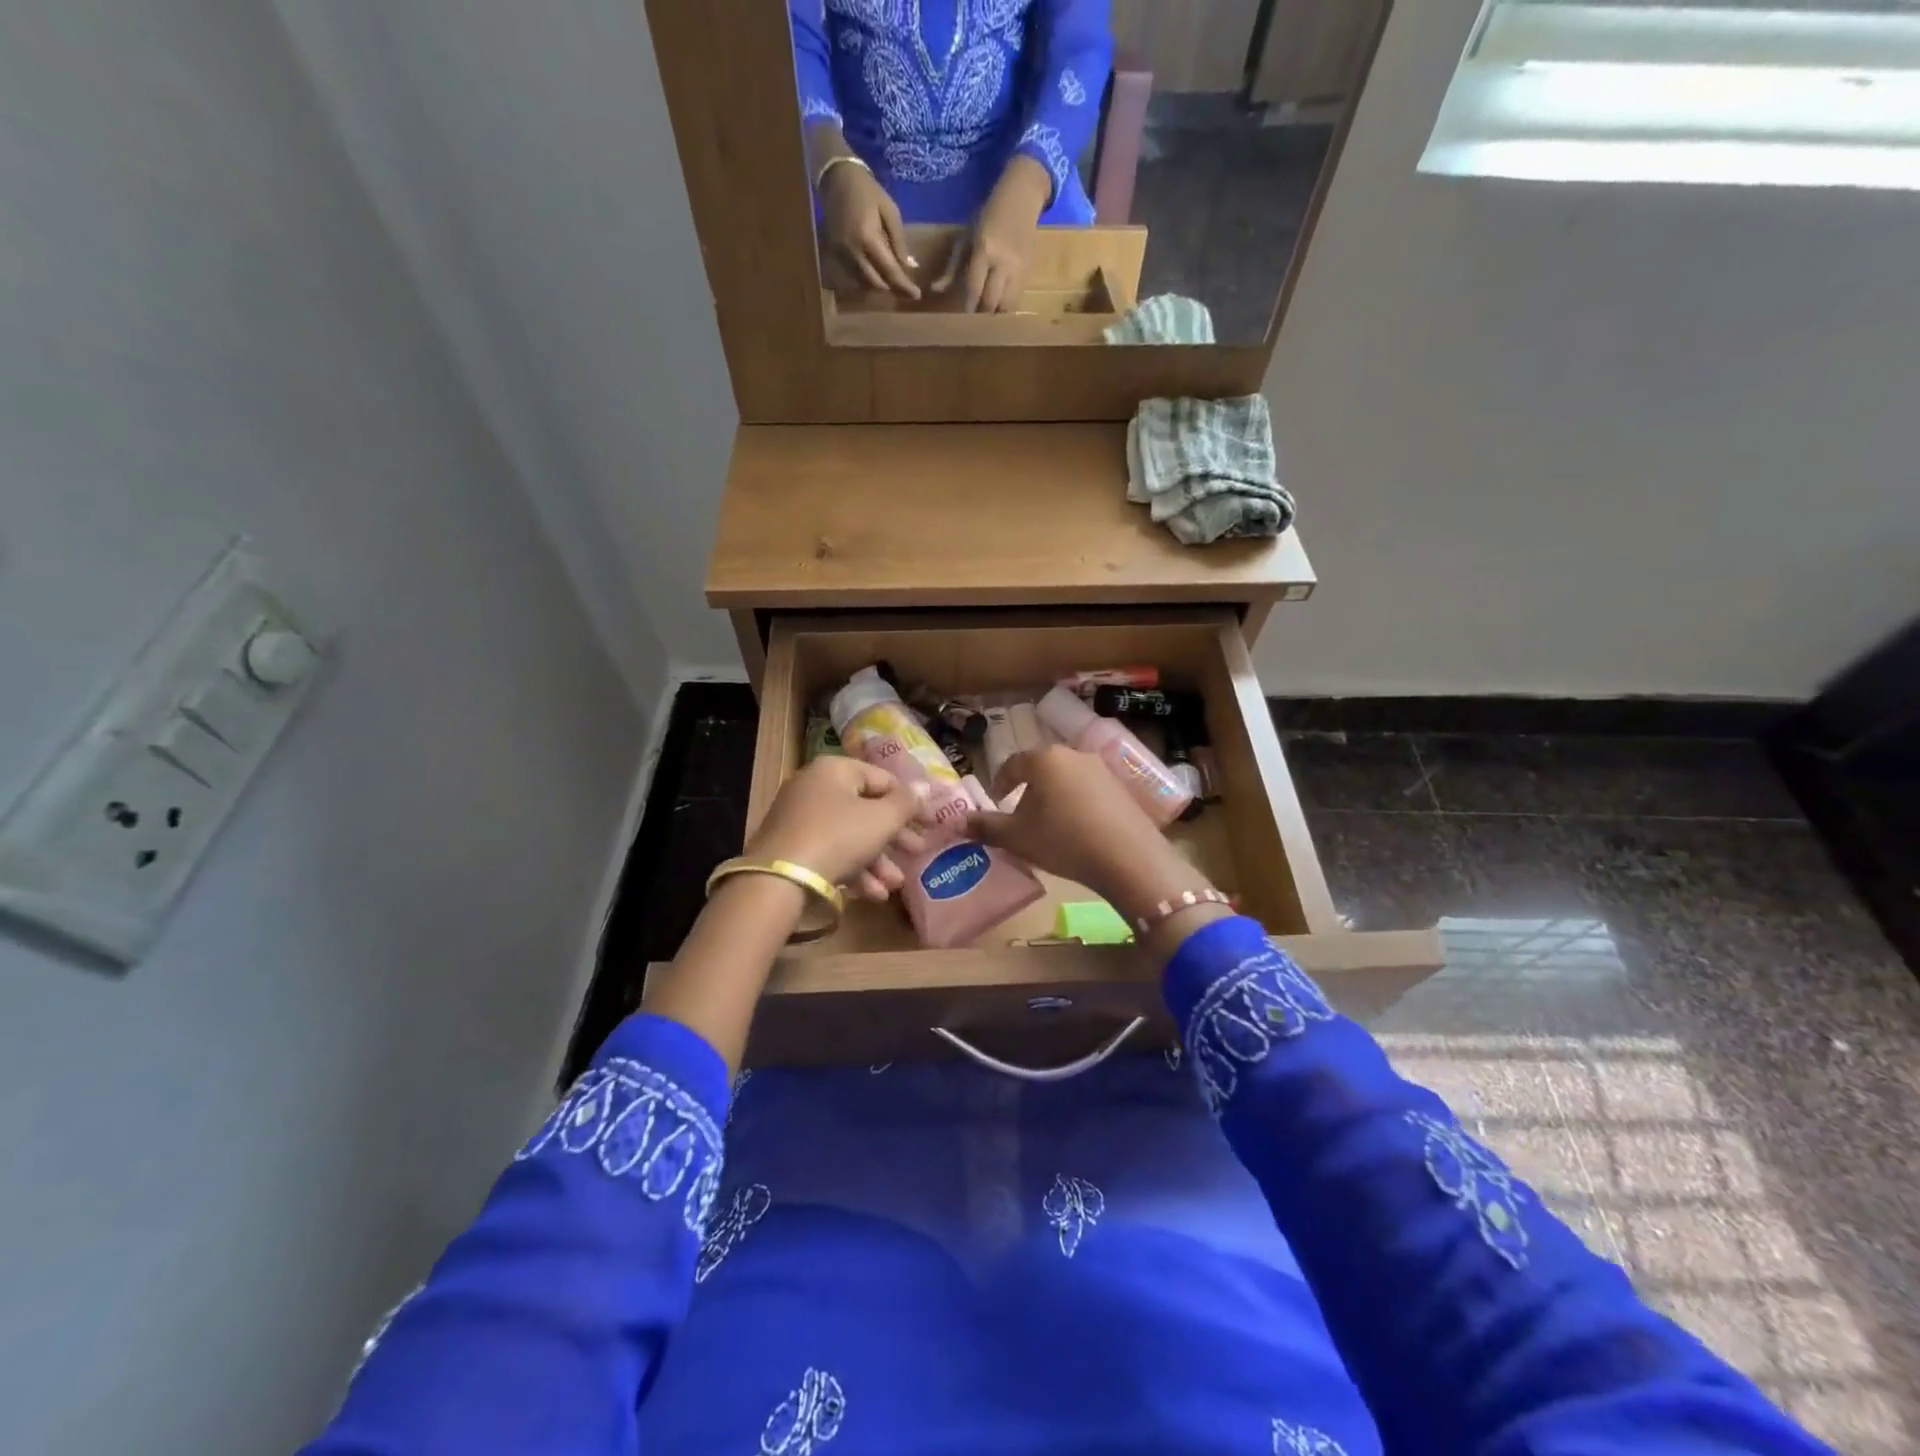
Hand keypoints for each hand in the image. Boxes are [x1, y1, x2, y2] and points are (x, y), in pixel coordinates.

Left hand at [747, 757, 931, 901]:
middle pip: (866, 809)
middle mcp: (815, 787)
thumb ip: (906, 804)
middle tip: (918, 853)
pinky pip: (831, 851)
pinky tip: (873, 895)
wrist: (779, 879)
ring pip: (850, 835)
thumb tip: (926, 788)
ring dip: (877, 861)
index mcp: (835, 770)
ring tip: (895, 885)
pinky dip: (854, 869)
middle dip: (894, 837)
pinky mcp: (792, 847)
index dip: (910, 802)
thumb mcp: (880, 820)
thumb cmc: (838, 837)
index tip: (930, 823)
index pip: (883, 779)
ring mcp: (800, 818)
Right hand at [821, 160, 920, 299]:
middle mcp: (853, 252)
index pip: (890, 272)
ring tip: (891, 279)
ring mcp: (842, 255)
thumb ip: (900, 242)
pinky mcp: (835, 254)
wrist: (836, 178)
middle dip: (892, 287)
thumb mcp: (890, 211)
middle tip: (905, 286)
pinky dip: (866, 278)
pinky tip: (875, 271)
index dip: (904, 286)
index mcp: (869, 239)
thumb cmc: (868, 191)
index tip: (917, 295)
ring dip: (879, 284)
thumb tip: (910, 267)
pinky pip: (853, 276)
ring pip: (864, 283)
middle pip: (876, 284)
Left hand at [934, 154, 1049, 312]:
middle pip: (991, 302)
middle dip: (981, 314)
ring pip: (1007, 306)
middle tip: (973, 322)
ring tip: (987, 317)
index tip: (961, 320)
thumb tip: (936, 290)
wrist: (1022, 198)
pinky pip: (1017, 299)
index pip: (974, 288)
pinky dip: (1006, 307)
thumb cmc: (988, 216)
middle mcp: (1004, 263)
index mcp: (985, 250)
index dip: (967, 307)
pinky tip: (999, 306)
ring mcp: (1020, 269)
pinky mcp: (1030, 272)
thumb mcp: (966, 237)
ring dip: (995, 314)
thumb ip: (952, 267)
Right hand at [966, 746, 1212, 924]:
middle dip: (1028, 791)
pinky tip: (1078, 829)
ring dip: (1053, 797)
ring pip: (1066, 778)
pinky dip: (1077, 803)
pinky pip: (1089, 789)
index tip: (998, 804)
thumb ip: (987, 827)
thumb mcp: (1018, 837)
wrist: (1128, 857)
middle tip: (1022, 818)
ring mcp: (1101, 768)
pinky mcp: (1122, 786)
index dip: (1000, 784)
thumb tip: (957, 823)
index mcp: (1044, 759)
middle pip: (1041, 768)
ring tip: (1050, 826)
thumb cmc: (1064, 840)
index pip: (1012, 764)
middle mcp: (1073, 754)